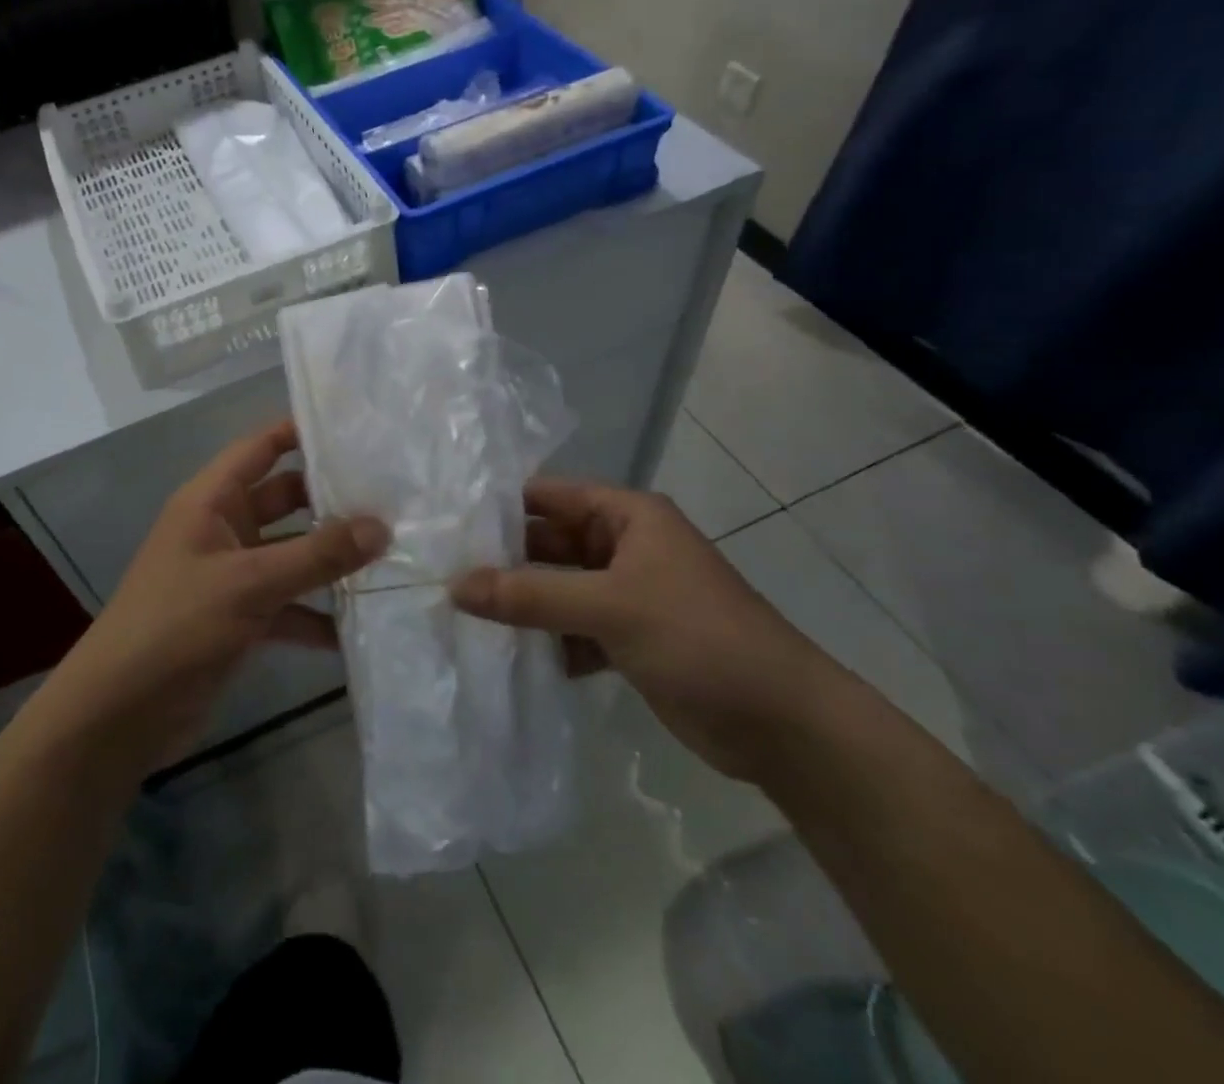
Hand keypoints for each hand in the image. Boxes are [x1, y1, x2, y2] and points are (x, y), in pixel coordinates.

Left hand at [53, 420, 386, 763]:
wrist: (120, 712)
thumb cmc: (177, 625)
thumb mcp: (250, 583)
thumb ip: (317, 555)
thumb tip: (382, 526)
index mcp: (211, 501)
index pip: (260, 447)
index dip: (300, 432)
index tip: (355, 428)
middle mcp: (222, 529)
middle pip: (284, 499)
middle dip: (331, 500)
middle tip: (392, 497)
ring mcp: (231, 575)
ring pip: (291, 554)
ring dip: (330, 560)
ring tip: (393, 555)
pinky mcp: (240, 619)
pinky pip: (288, 605)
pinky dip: (317, 614)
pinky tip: (359, 627)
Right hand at [452, 479, 852, 782]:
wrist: (784, 725)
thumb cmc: (699, 638)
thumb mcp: (610, 607)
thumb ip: (530, 596)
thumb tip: (454, 586)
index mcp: (627, 516)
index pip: (548, 496)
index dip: (499, 506)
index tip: (444, 523)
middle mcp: (624, 546)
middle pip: (548, 543)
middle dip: (501, 559)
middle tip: (440, 572)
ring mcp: (626, 594)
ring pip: (557, 588)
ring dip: (519, 603)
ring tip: (459, 614)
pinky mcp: (627, 638)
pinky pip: (571, 627)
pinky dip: (544, 639)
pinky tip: (505, 655)